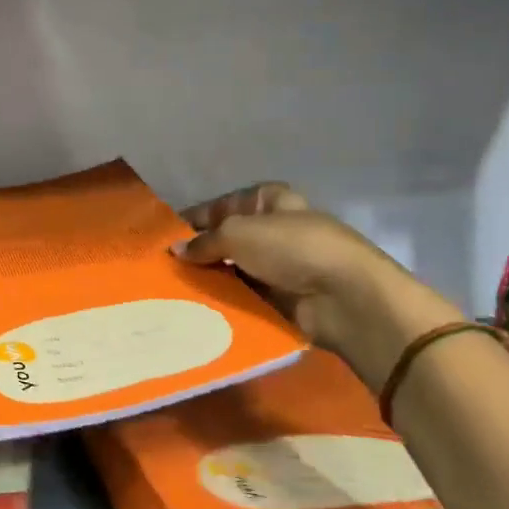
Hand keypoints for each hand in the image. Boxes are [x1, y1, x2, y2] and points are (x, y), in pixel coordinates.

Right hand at [173, 183, 461, 388]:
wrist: (345, 297)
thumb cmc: (291, 248)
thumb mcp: (237, 233)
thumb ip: (204, 242)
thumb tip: (176, 251)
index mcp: (268, 201)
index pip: (222, 205)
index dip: (194, 217)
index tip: (164, 235)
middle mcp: (274, 230)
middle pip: (226, 239)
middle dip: (199, 251)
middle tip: (163, 266)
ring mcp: (279, 266)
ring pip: (233, 270)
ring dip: (210, 279)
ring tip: (171, 289)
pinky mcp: (282, 299)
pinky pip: (244, 297)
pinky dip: (225, 301)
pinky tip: (195, 307)